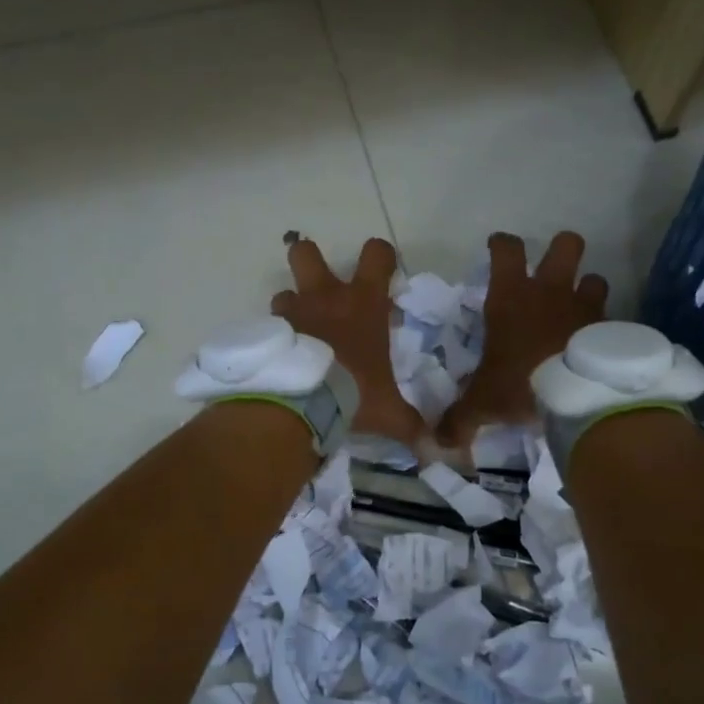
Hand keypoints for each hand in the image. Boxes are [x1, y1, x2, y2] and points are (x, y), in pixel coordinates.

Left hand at [272, 237, 425, 445]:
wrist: (302, 402)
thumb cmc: (354, 392)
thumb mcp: (388, 412)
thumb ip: (411, 426)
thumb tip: (436, 451)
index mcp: (363, 303)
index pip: (376, 254)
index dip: (380, 257)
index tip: (383, 272)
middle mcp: (324, 297)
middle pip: (306, 252)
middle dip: (310, 260)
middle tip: (319, 287)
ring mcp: (291, 312)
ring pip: (283, 292)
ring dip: (290, 308)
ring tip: (298, 335)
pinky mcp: (267, 333)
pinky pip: (269, 326)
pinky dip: (275, 339)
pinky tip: (281, 361)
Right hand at [436, 231, 607, 447]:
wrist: (580, 394)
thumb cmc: (522, 382)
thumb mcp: (483, 403)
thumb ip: (460, 419)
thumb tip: (438, 443)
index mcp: (511, 297)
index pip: (506, 250)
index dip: (502, 244)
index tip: (498, 247)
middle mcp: (550, 291)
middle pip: (566, 244)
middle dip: (561, 249)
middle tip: (553, 270)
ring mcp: (585, 306)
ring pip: (594, 278)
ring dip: (587, 289)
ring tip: (579, 310)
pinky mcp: (611, 328)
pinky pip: (611, 318)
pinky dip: (605, 328)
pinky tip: (597, 347)